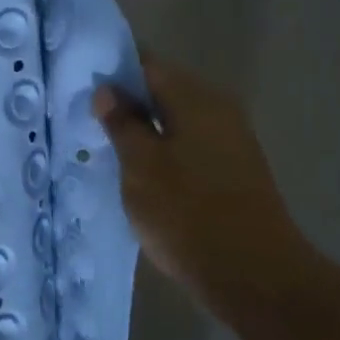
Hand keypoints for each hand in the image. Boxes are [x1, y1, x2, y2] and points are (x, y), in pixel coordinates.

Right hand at [94, 52, 308, 319]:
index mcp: (195, 98)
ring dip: (146, 131)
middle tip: (90, 123)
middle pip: (165, 91)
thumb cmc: (188, 214)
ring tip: (111, 151)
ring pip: (178, 122)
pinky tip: (145, 176)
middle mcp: (219, 109)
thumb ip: (122, 123)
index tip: (84, 88)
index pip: (148, 64)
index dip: (114, 71)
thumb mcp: (141, 167)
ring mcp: (232, 140)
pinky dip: (166, 153)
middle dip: (128, 103)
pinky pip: (192, 147)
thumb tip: (108, 90)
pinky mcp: (236, 171)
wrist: (255, 275)